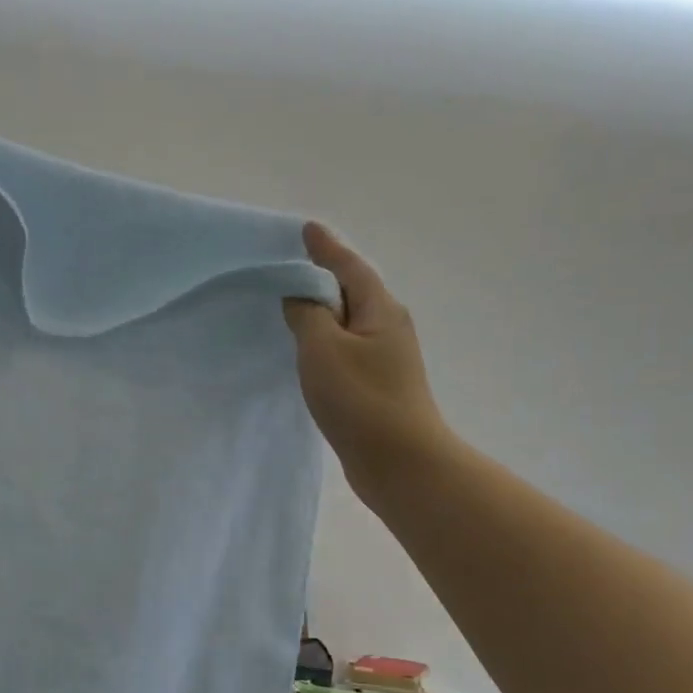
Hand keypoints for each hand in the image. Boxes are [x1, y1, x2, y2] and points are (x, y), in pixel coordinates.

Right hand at [284, 223, 451, 503]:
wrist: (401, 463)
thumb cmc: (361, 399)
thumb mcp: (323, 349)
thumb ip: (307, 315)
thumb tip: (301, 296)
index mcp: (380, 310)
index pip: (349, 266)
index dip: (325, 248)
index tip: (305, 229)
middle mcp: (388, 326)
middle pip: (353, 290)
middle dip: (325, 275)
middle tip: (291, 265)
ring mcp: (386, 358)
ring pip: (349, 322)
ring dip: (324, 311)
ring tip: (292, 304)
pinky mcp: (378, 385)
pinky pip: (346, 349)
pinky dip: (325, 340)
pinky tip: (309, 351)